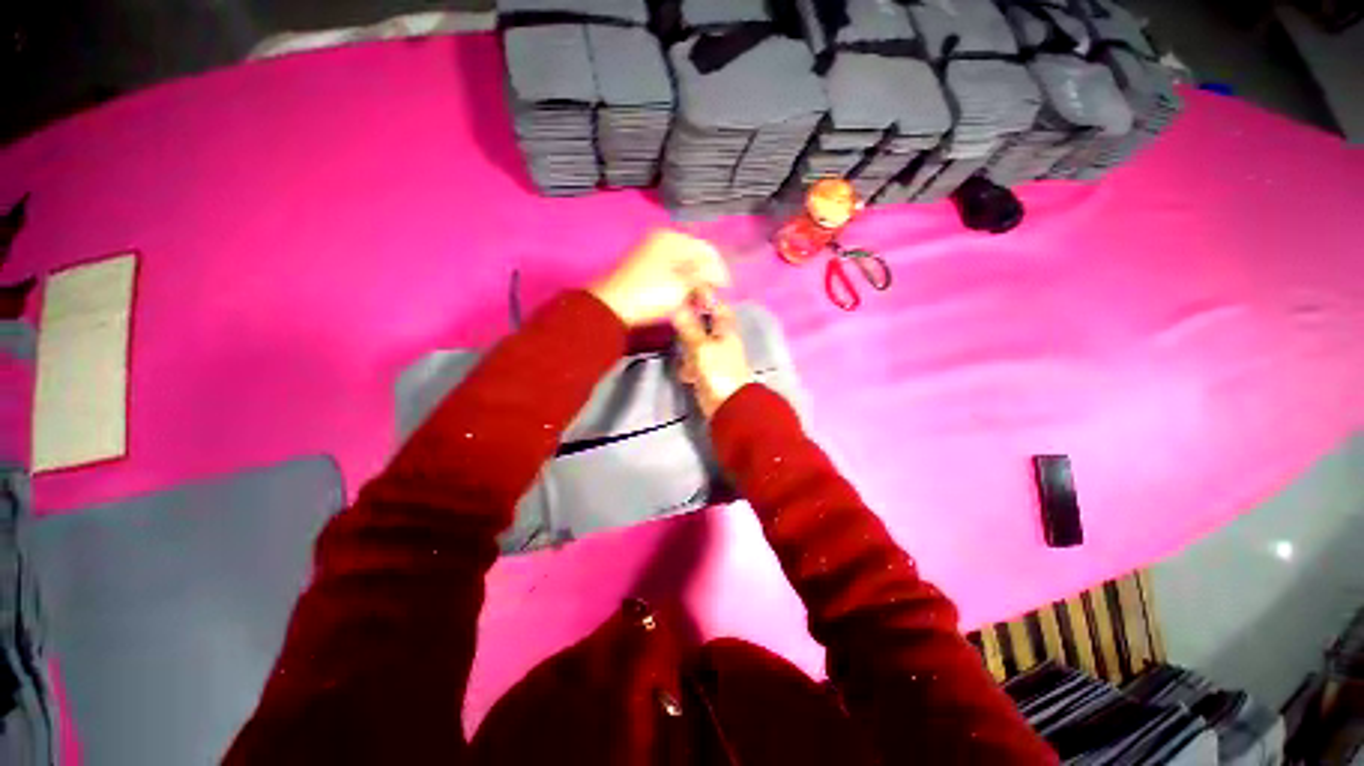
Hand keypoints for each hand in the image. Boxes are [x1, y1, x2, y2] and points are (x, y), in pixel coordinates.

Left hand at [591, 230, 730, 326]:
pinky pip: (671, 273)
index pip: (707, 249)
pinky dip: (680, 285)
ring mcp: (651, 253)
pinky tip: (685, 299)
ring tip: (699, 302)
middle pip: (694, 257)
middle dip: (705, 278)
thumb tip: (715, 274)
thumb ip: (704, 276)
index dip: (719, 270)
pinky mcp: (645, 268)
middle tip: (710, 299)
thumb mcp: (683, 285)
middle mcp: (662, 240)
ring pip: (683, 266)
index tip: (725, 289)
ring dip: (694, 284)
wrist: (613, 306)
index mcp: (672, 238)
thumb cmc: (651, 294)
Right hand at [673, 303, 752, 417]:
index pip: (717, 306)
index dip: (704, 298)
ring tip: (680, 352)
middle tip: (674, 322)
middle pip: (703, 324)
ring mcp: (714, 357)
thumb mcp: (701, 347)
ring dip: (687, 348)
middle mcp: (721, 340)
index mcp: (725, 330)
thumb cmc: (718, 372)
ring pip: (696, 344)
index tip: (685, 292)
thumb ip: (689, 328)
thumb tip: (678, 307)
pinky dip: (689, 367)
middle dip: (689, 325)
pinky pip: (694, 363)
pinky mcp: (707, 372)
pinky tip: (686, 374)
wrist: (728, 407)